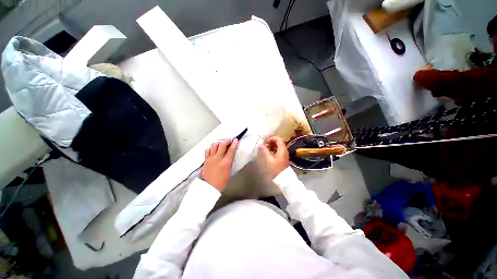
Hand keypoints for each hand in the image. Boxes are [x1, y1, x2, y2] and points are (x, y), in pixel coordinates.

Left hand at [201, 139, 238, 191]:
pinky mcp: (205, 160)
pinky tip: (213, 149)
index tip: (236, 140)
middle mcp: (218, 158)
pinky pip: (208, 150)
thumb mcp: (229, 171)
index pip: (231, 150)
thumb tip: (230, 155)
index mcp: (226, 163)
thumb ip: (229, 162)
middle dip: (227, 141)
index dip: (234, 143)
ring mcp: (211, 158)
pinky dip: (211, 147)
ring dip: (219, 143)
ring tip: (221, 144)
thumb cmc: (221, 182)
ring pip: (214, 145)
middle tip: (229, 141)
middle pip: (222, 145)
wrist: (209, 187)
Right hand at [258, 136, 289, 179]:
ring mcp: (284, 155)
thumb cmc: (275, 169)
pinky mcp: (283, 159)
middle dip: (271, 141)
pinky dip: (273, 150)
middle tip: (264, 144)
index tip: (265, 141)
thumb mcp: (268, 160)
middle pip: (279, 142)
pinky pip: (278, 151)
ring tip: (265, 148)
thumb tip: (260, 145)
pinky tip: (268, 153)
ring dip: (272, 146)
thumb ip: (264, 151)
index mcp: (282, 150)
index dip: (272, 138)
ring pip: (278, 147)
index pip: (278, 139)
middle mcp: (285, 151)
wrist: (283, 180)